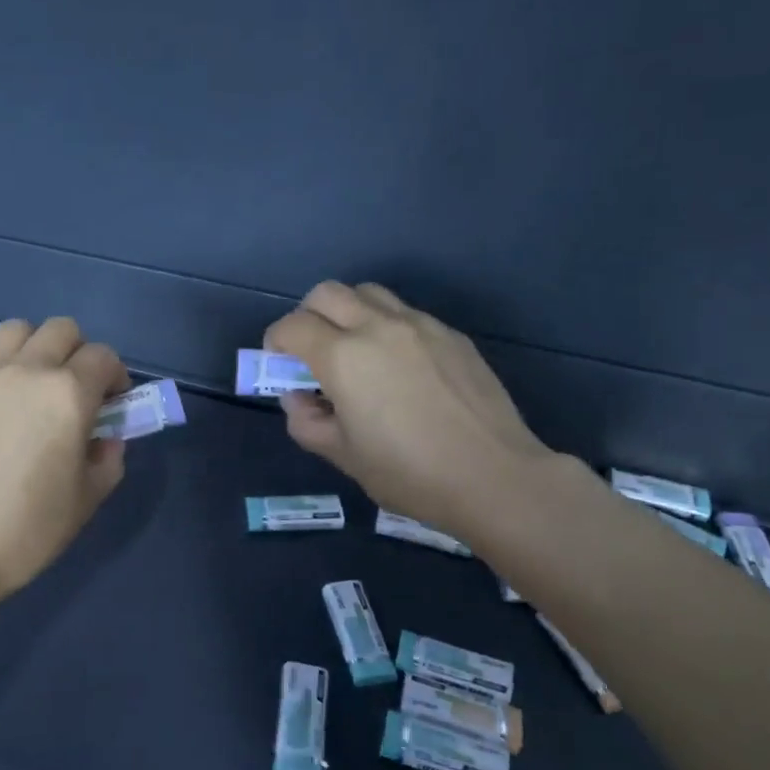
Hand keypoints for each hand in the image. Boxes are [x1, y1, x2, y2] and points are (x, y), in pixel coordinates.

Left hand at [0, 317, 129, 605]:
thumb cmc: (23, 531)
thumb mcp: (85, 502)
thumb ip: (107, 461)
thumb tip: (105, 440)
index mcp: (66, 394)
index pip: (103, 357)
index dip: (116, 376)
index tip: (113, 404)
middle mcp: (24, 371)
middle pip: (61, 330)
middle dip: (78, 353)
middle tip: (77, 393)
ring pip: (15, 331)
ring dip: (35, 348)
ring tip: (33, 388)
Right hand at [265, 282, 552, 543]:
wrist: (493, 476)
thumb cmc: (409, 473)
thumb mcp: (343, 457)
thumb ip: (307, 422)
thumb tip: (297, 399)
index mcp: (344, 357)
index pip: (293, 326)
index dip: (276, 341)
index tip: (279, 362)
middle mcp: (378, 327)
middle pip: (327, 293)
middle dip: (308, 315)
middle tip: (312, 351)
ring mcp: (420, 326)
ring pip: (369, 293)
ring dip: (349, 312)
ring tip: (356, 350)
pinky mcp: (452, 335)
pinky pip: (407, 314)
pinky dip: (388, 327)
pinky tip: (401, 367)